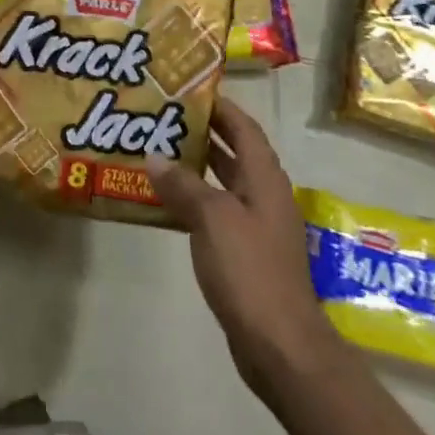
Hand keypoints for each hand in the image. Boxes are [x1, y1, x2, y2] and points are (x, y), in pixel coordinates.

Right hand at [148, 98, 337, 393]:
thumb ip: (184, 185)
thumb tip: (155, 156)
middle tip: (165, 116)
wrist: (279, 344)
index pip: (243, 127)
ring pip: (224, 182)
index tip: (189, 90)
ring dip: (197, 166)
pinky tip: (167, 201)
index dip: (220, 106)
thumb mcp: (212, 219)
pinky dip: (196, 200)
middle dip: (204, 132)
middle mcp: (264, 195)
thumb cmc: (249, 270)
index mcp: (264, 178)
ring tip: (159, 150)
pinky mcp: (246, 253)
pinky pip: (218, 212)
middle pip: (234, 151)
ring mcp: (257, 226)